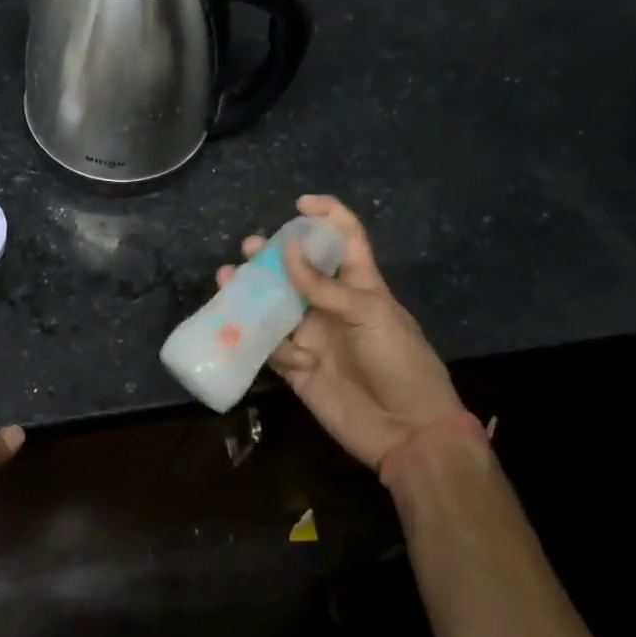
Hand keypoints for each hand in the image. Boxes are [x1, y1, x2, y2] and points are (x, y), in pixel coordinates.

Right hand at [217, 196, 481, 469]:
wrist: (407, 433)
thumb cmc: (399, 362)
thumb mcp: (369, 314)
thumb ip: (324, 286)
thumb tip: (285, 249)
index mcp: (360, 285)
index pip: (345, 239)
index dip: (327, 216)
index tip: (300, 204)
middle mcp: (332, 305)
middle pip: (298, 270)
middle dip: (272, 255)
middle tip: (249, 247)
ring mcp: (313, 336)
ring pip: (275, 305)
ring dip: (252, 292)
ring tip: (228, 277)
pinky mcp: (297, 367)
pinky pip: (270, 346)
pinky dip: (262, 341)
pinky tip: (259, 339)